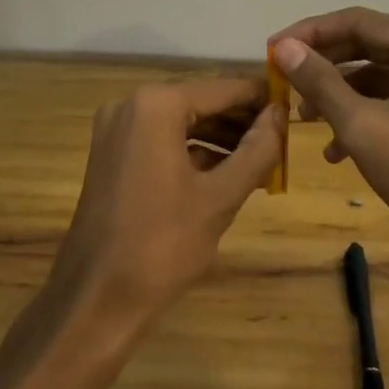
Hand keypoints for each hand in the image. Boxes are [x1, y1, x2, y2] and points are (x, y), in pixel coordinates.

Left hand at [49, 79, 282, 332]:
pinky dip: (193, 151)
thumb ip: (257, 149)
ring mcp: (116, 128)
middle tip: (281, 139)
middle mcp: (132, 104)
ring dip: (220, 137)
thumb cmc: (162, 245)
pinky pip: (161, 139)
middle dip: (241, 120)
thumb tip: (280, 114)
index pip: (223, 88)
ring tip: (262, 159)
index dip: (261, 98)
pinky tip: (225, 173)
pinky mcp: (111, 153)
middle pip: (201, 101)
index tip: (293, 109)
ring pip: (182, 121)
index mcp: (157, 105)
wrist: (94, 299)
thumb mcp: (221, 197)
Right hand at [270, 8, 388, 286]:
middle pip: (368, 45)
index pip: (357, 21)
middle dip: (324, 65)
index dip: (311, 32)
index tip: (275, 49)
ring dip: (339, 93)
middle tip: (285, 79)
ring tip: (305, 119)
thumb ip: (320, 80)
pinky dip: (363, 115)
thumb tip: (284, 47)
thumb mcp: (359, 123)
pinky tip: (336, 151)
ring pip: (378, 76)